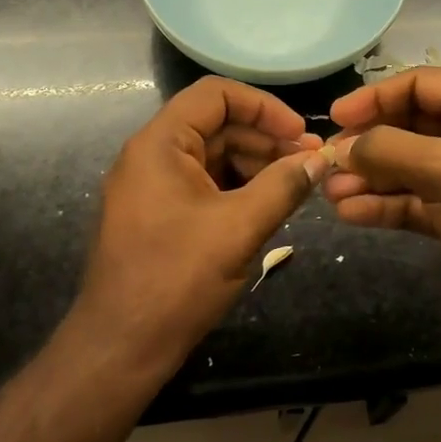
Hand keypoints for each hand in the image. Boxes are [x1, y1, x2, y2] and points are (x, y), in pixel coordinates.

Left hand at [74, 77, 326, 362]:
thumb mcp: (239, 228)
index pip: (216, 95)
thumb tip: (319, 160)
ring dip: (257, 164)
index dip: (264, 107)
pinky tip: (271, 204)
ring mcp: (154, 186)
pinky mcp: (160, 214)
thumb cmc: (176, 279)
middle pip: (217, 125)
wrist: (121, 346)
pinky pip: (206, 184)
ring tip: (298, 185)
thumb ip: (283, 186)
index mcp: (160, 144)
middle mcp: (152, 155)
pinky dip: (240, 188)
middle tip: (311, 162)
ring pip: (214, 155)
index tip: (300, 133)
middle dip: (266, 139)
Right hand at [322, 67, 440, 326]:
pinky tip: (350, 213)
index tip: (337, 116)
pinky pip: (407, 200)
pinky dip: (380, 205)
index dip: (375, 97)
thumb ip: (390, 150)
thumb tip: (344, 148)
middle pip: (405, 126)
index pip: (418, 85)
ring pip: (402, 167)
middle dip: (367, 144)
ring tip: (331, 193)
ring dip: (367, 178)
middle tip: (328, 161)